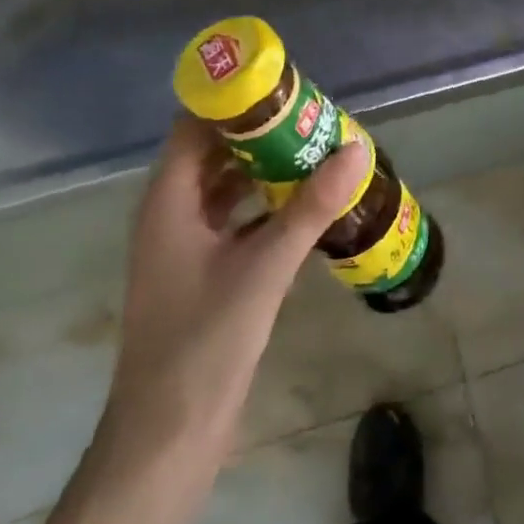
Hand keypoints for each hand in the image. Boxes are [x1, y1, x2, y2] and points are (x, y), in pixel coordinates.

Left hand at [96, 115, 365, 471]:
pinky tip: (305, 203)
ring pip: (226, 185)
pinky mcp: (202, 270)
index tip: (284, 87)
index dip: (234, 101)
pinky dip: (264, 203)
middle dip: (260, 132)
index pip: (195, 125)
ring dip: (265, 167)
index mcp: (169, 200)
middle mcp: (171, 212)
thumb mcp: (265, 267)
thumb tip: (355, 150)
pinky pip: (234, 218)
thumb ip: (311, 207)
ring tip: (316, 150)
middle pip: (213, 151)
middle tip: (313, 117)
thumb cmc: (205, 341)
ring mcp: (185, 244)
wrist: (168, 436)